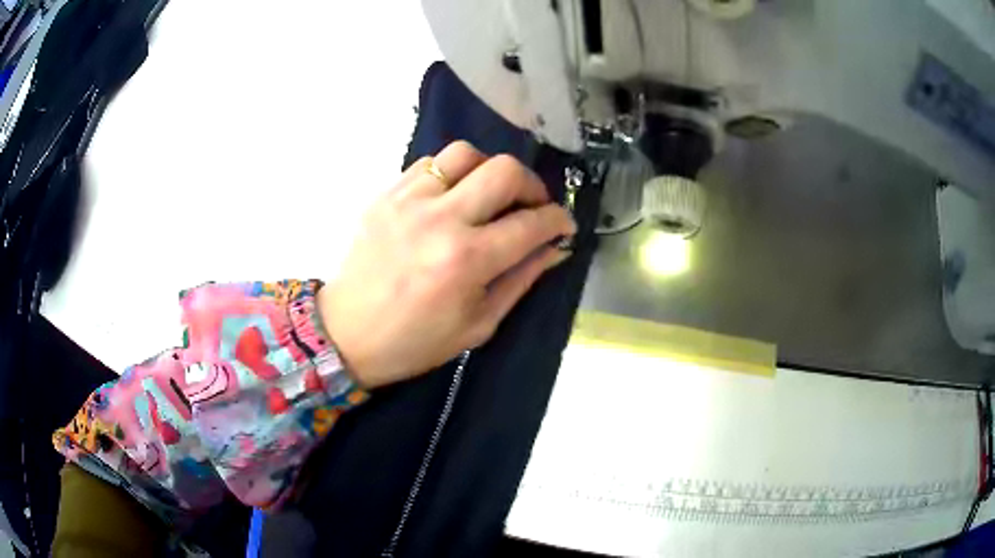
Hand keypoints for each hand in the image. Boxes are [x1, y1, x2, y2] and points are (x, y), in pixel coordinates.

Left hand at [318, 141, 575, 388]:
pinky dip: (452, 174)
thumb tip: (554, 248)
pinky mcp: (386, 194)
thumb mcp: (479, 324)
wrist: (346, 333)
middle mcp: (440, 219)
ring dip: (489, 171)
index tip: (563, 225)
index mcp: (467, 260)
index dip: (559, 220)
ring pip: (466, 154)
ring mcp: (409, 200)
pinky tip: (451, 197)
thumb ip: (521, 280)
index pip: (532, 223)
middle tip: (531, 207)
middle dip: (532, 186)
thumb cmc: (415, 341)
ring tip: (489, 197)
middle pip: (504, 170)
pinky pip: (430, 162)